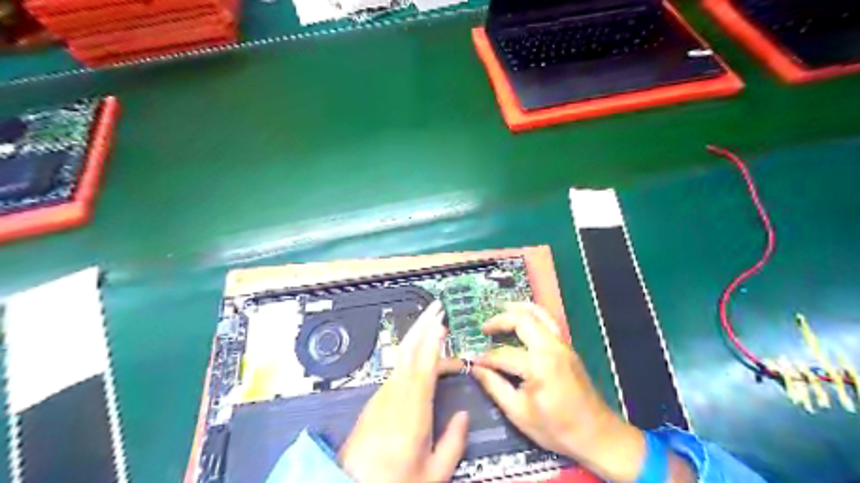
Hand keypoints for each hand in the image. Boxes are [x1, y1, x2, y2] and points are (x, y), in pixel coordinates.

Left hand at [340, 299, 468, 481]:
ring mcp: (381, 395)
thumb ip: (453, 443)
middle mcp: (394, 395)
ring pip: (401, 357)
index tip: (442, 323)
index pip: (424, 366)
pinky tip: (419, 354)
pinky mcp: (375, 400)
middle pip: (407, 350)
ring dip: (417, 337)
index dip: (433, 341)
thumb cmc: (393, 482)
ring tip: (434, 325)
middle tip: (436, 307)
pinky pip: (396, 369)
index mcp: (412, 410)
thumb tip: (464, 416)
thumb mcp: (432, 473)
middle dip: (422, 324)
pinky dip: (410, 354)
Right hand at [473, 304, 647, 480]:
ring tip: (500, 309)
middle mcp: (551, 347)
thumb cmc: (557, 428)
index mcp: (538, 365)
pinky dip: (531, 315)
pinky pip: (548, 321)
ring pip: (539, 313)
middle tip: (484, 328)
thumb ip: (494, 386)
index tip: (474, 362)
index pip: (503, 354)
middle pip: (522, 319)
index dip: (485, 358)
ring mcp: (562, 344)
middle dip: (499, 320)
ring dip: (518, 309)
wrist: (598, 435)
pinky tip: (522, 320)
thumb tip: (476, 369)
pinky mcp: (568, 347)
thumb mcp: (519, 413)